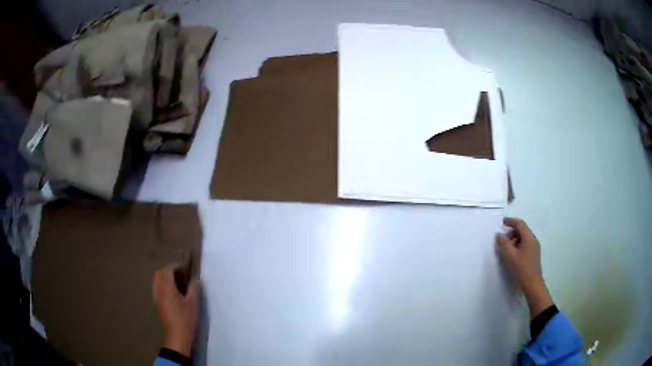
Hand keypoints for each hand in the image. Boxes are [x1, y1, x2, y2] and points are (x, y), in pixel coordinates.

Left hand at [153, 264, 199, 356]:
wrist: (177, 336)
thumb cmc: (185, 319)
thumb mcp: (193, 304)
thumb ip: (194, 289)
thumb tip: (195, 279)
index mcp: (167, 288)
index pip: (167, 270)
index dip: (175, 266)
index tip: (184, 268)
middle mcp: (159, 290)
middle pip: (159, 273)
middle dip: (168, 270)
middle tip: (180, 274)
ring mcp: (156, 297)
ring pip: (156, 281)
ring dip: (164, 278)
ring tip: (176, 283)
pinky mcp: (157, 304)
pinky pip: (157, 288)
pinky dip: (162, 285)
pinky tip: (172, 293)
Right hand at [496, 217, 551, 318]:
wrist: (532, 284)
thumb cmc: (521, 269)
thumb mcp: (509, 255)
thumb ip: (503, 243)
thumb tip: (499, 234)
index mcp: (529, 237)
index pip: (520, 224)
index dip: (510, 221)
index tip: (502, 222)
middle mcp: (533, 240)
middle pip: (522, 230)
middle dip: (511, 232)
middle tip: (502, 240)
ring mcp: (535, 247)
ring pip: (524, 238)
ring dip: (514, 240)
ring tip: (506, 249)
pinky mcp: (534, 254)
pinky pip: (525, 244)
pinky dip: (518, 245)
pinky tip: (513, 255)